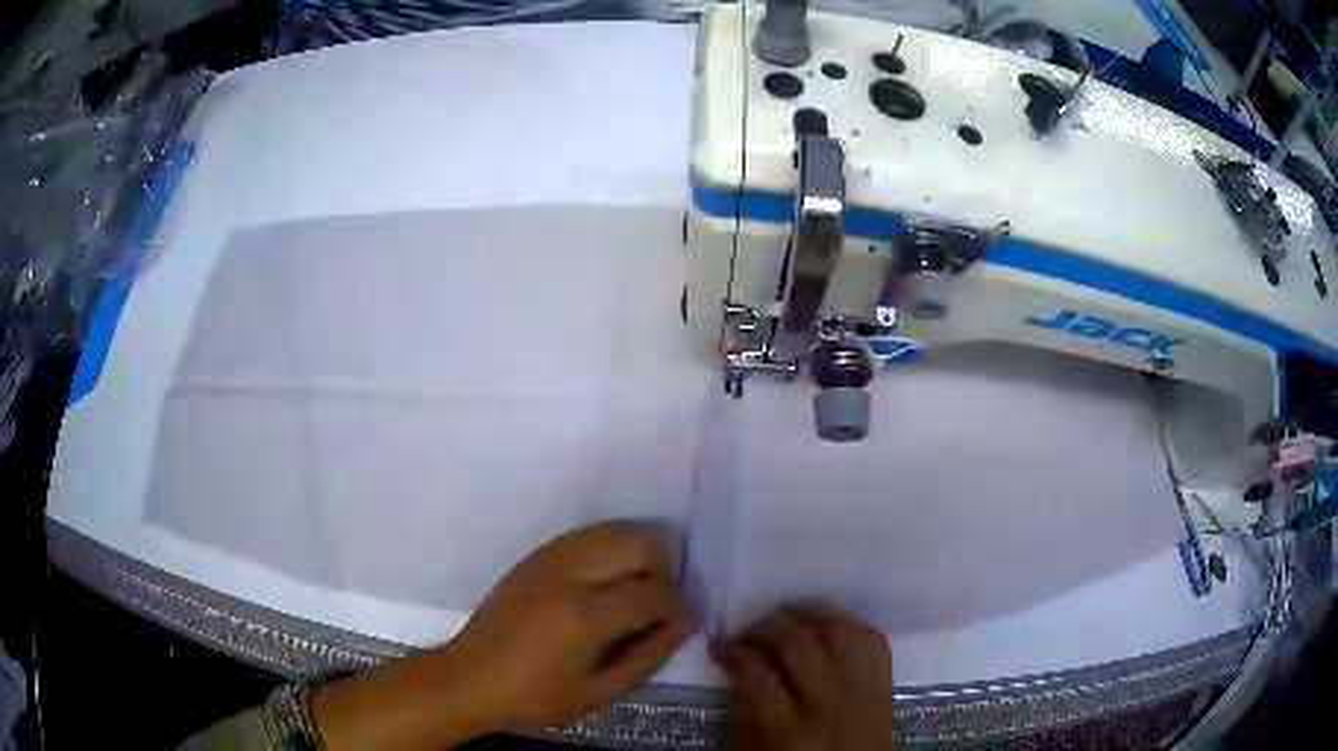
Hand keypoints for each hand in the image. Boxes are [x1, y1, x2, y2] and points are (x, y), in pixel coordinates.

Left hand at [312, 522, 695, 749]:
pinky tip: (606, 582)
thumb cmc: (535, 697)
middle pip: (638, 543)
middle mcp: (569, 575)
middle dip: (663, 569)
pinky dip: (610, 550)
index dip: (678, 607)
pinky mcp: (535, 556)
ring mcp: (549, 559)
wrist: (470, 678)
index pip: (653, 592)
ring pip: (613, 529)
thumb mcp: (599, 693)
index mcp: (584, 616)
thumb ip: (648, 656)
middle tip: (659, 603)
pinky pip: (588, 536)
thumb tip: (681, 623)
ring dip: (638, 553)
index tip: (681, 622)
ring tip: (636, 590)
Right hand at [713, 605, 894, 750]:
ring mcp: (865, 690)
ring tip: (785, 623)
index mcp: (790, 733)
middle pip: (799, 643)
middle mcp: (831, 704)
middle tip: (749, 632)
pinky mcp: (888, 682)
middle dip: (767, 627)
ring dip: (806, 617)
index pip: (758, 675)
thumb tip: (734, 670)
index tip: (720, 645)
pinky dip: (844, 624)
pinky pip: (869, 637)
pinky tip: (823, 629)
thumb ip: (745, 715)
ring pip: (838, 629)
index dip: (733, 651)